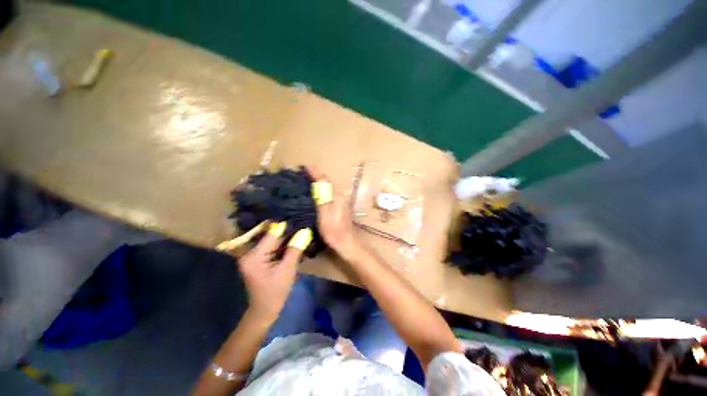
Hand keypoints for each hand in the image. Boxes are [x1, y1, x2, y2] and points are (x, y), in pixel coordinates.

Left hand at [236, 227, 303, 320]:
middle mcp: (247, 252)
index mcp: (253, 256)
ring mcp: (248, 256)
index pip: (271, 235)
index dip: (286, 228)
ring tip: (298, 234)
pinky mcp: (251, 260)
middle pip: (268, 238)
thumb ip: (294, 250)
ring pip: (267, 243)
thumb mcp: (287, 271)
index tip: (299, 220)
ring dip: (281, 241)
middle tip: (301, 228)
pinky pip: (265, 249)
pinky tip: (289, 246)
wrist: (264, 310)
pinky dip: (276, 248)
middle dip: (284, 234)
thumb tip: (305, 232)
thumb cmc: (276, 293)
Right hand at [306, 167, 362, 259]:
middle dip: (315, 176)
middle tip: (301, 172)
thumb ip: (321, 197)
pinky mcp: (339, 207)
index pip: (324, 179)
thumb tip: (317, 181)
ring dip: (317, 183)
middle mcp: (340, 195)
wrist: (347, 244)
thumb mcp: (324, 214)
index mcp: (336, 196)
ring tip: (304, 181)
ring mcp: (341, 201)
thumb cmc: (334, 231)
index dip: (314, 172)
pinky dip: (320, 191)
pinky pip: (328, 194)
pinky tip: (313, 193)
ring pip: (327, 188)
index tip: (304, 166)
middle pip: (326, 182)